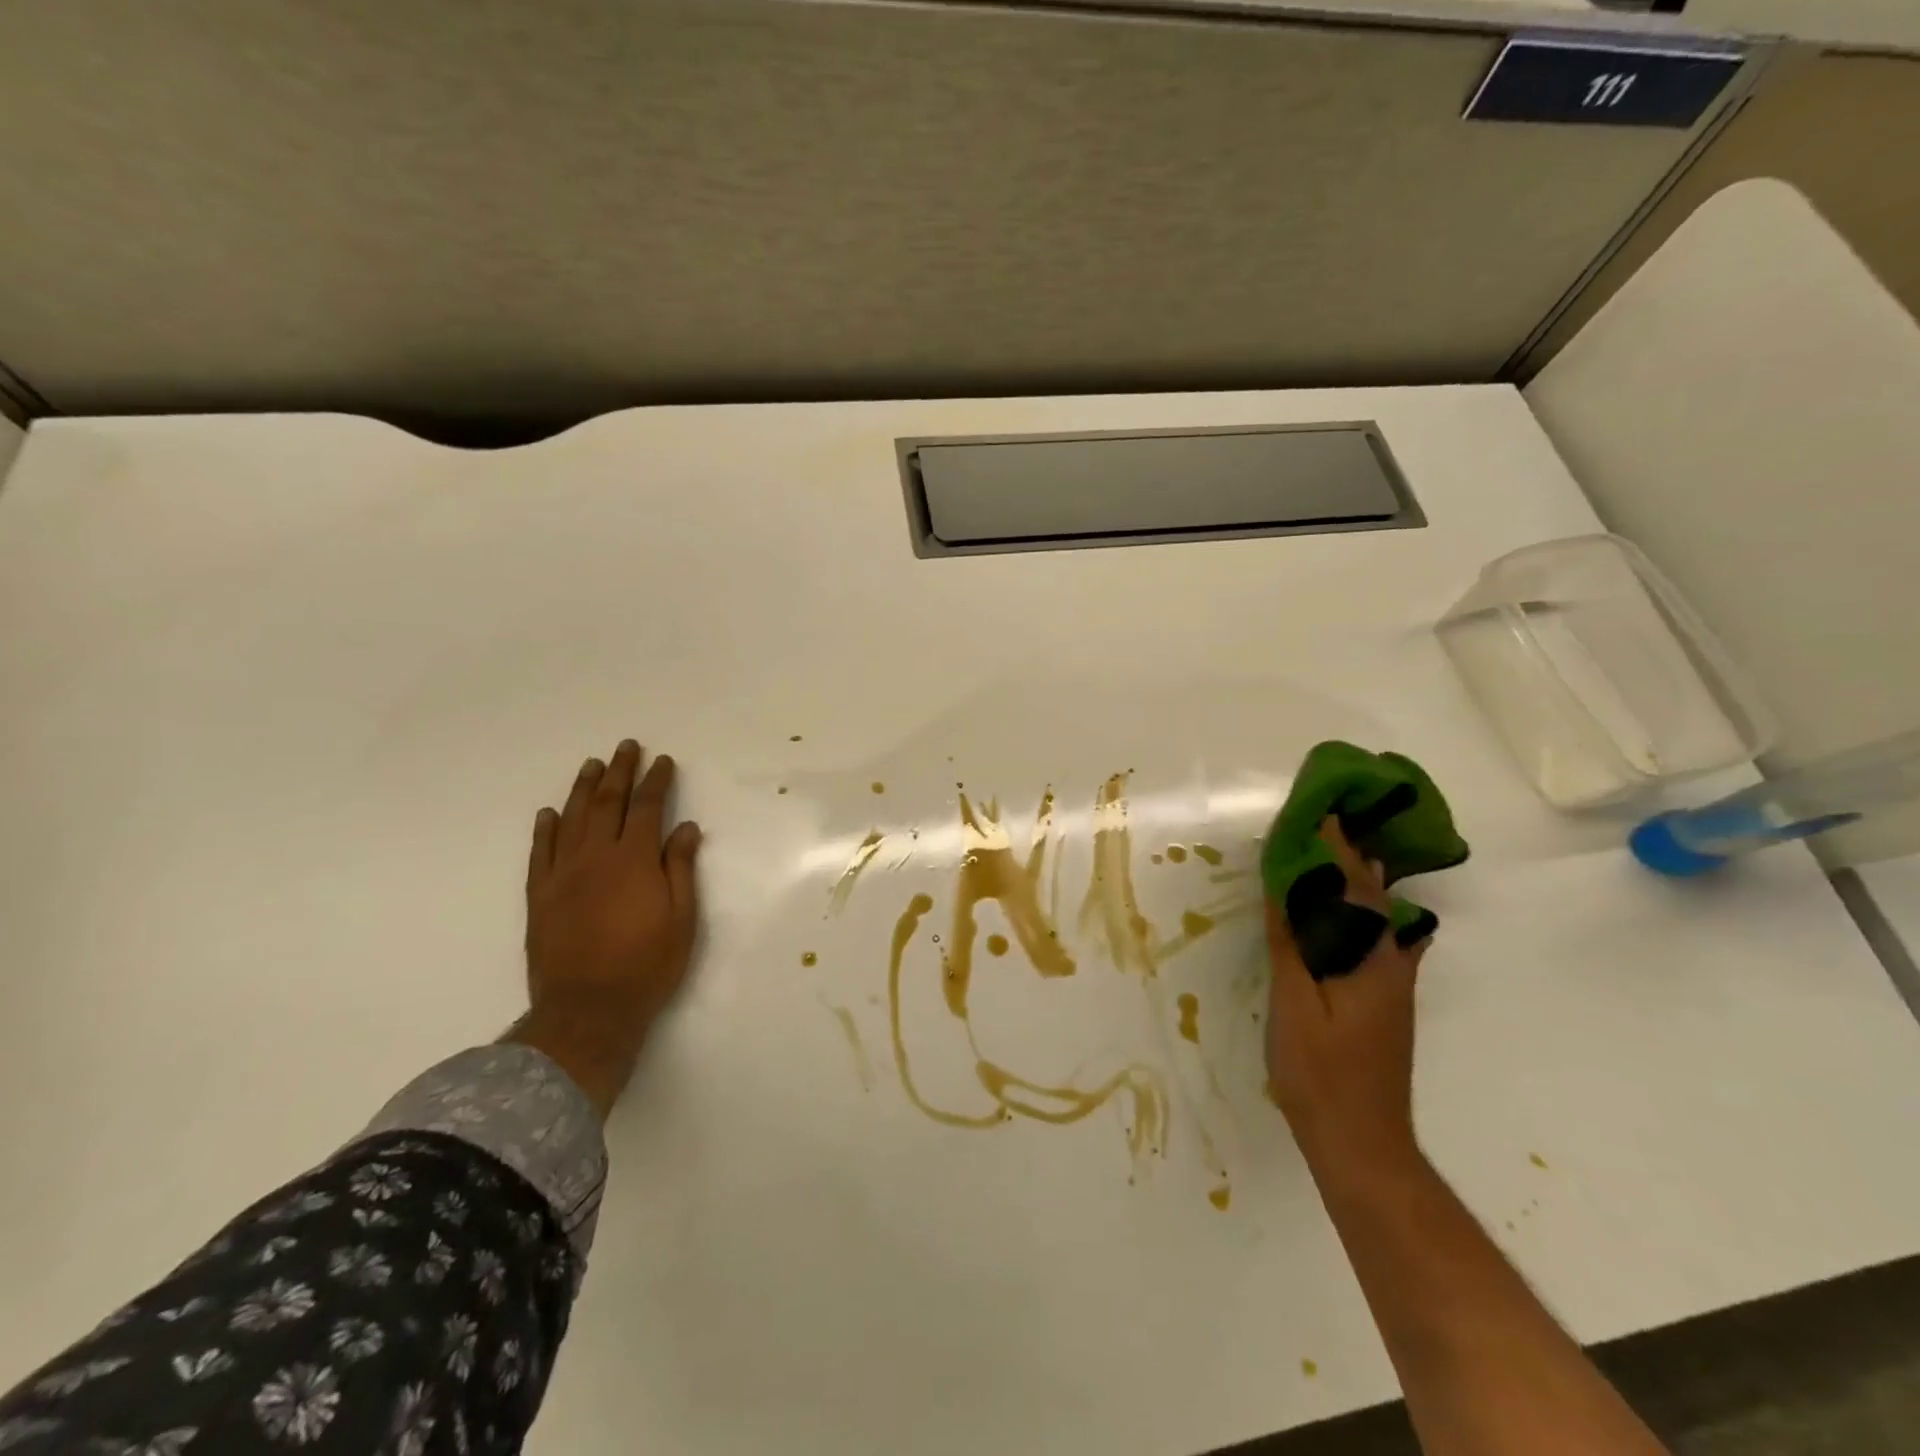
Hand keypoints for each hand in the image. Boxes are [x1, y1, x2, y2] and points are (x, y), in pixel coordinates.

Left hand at [516, 740, 701, 1116]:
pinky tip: (549, 813)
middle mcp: (596, 857)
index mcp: (634, 860)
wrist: (587, 1010)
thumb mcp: (681, 918)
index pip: (647, 808)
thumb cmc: (647, 965)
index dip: (656, 781)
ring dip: (582, 789)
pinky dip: (545, 829)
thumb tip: (685, 827)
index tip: (662, 761)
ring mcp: (562, 875)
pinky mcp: (539, 896)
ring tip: (591, 765)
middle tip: (626, 747)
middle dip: (619, 772)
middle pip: (607, 803)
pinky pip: (540, 853)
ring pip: (571, 820)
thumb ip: (680, 868)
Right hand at [1265, 816, 1427, 1182]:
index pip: (1354, 891)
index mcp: (1370, 962)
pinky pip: (1376, 941)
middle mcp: (1391, 966)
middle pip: (1375, 899)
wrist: (1362, 1143)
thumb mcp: (1294, 1007)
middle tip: (1328, 825)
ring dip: (1359, 883)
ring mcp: (1392, 986)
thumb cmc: (1321, 1074)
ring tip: (1338, 854)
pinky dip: (1362, 914)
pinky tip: (1349, 916)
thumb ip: (1290, 947)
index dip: (1337, 851)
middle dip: (1353, 858)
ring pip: (1379, 920)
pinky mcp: (1384, 1001)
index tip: (1321, 815)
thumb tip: (1284, 891)